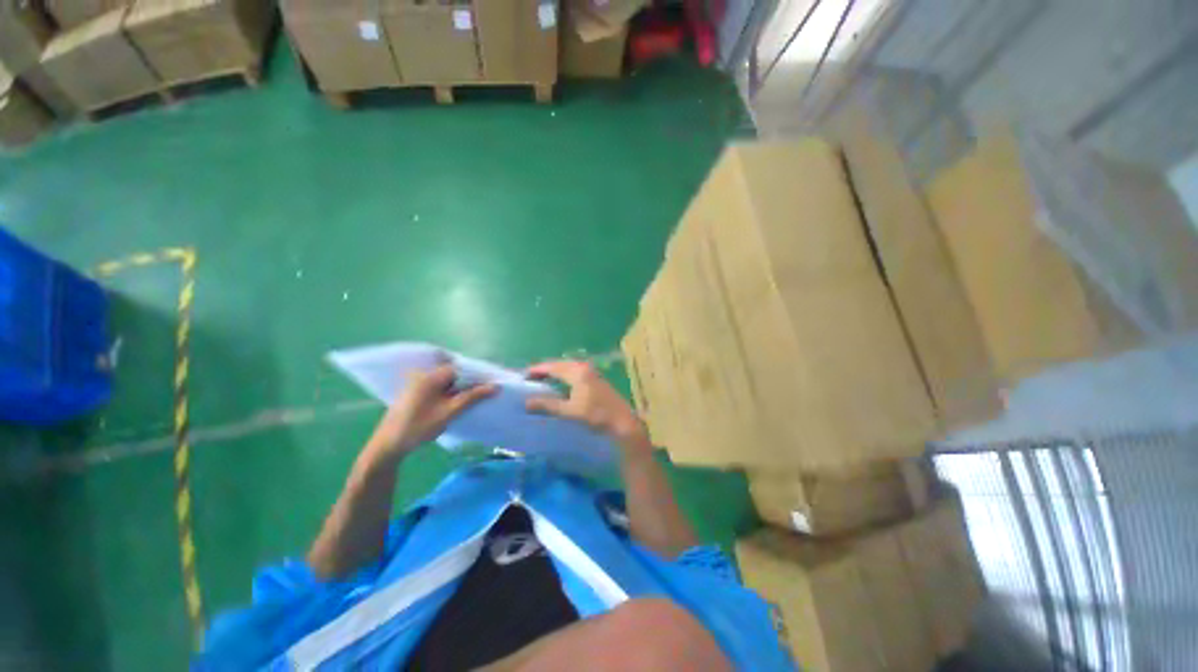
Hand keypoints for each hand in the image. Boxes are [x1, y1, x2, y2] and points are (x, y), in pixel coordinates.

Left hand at [369, 364, 495, 459]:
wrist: (388, 446)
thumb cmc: (419, 427)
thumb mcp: (449, 412)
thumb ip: (473, 397)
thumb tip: (495, 386)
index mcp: (430, 376)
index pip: (461, 368)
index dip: (478, 374)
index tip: (493, 381)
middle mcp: (424, 375)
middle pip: (455, 372)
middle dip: (471, 380)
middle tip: (489, 388)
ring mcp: (419, 384)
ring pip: (448, 380)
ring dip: (463, 386)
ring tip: (479, 394)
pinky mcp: (418, 393)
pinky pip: (441, 386)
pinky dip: (452, 391)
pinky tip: (461, 400)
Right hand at [525, 360, 650, 451]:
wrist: (622, 421)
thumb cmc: (596, 415)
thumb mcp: (570, 411)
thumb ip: (548, 405)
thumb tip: (526, 402)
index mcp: (577, 371)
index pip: (552, 367)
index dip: (537, 370)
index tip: (523, 375)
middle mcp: (583, 367)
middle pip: (559, 365)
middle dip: (544, 370)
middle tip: (529, 378)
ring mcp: (591, 371)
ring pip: (567, 368)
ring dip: (554, 373)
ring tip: (541, 381)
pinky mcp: (595, 378)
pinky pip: (574, 371)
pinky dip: (563, 376)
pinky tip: (559, 384)